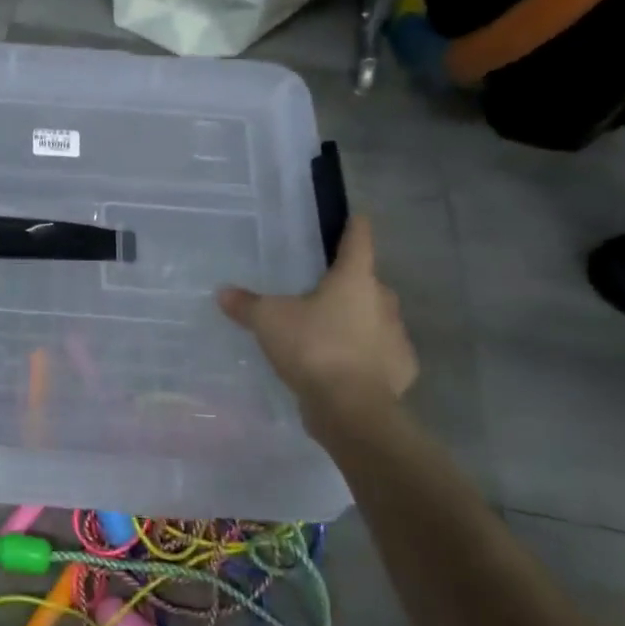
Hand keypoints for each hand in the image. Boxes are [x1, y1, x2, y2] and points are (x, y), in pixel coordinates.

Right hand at [217, 217, 416, 420]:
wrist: (351, 407)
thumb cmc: (313, 347)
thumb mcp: (268, 321)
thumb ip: (246, 305)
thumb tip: (222, 291)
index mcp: (354, 280)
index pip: (358, 242)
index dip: (355, 228)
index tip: (357, 218)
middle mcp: (382, 302)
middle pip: (368, 283)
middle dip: (350, 285)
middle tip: (324, 292)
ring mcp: (397, 337)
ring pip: (376, 319)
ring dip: (358, 322)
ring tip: (330, 334)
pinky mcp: (401, 370)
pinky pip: (382, 354)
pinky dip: (367, 356)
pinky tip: (346, 367)